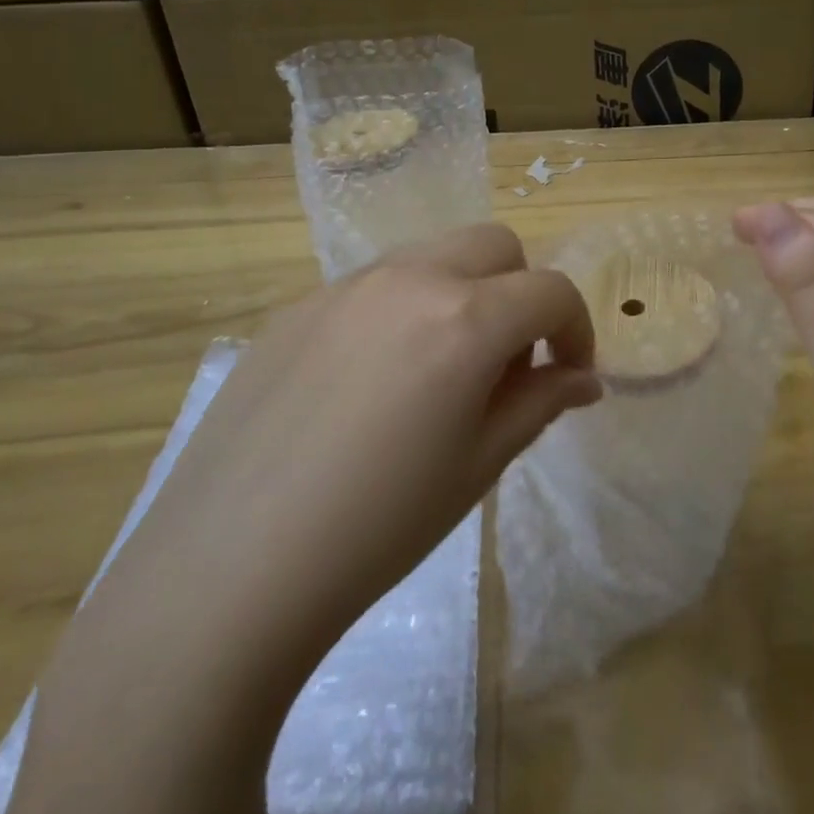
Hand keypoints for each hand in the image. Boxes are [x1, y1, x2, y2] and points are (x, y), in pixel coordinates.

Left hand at [85, 222, 599, 703]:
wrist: (230, 567)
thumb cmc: (380, 526)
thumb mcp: (479, 465)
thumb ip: (540, 403)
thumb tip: (583, 378)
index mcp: (465, 318)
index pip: (551, 290)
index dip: (577, 328)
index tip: (570, 374)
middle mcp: (409, 279)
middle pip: (495, 245)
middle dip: (521, 292)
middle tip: (509, 362)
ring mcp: (345, 287)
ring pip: (432, 255)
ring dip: (462, 292)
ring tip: (440, 370)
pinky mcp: (297, 308)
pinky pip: (373, 286)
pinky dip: (402, 310)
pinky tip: (371, 384)